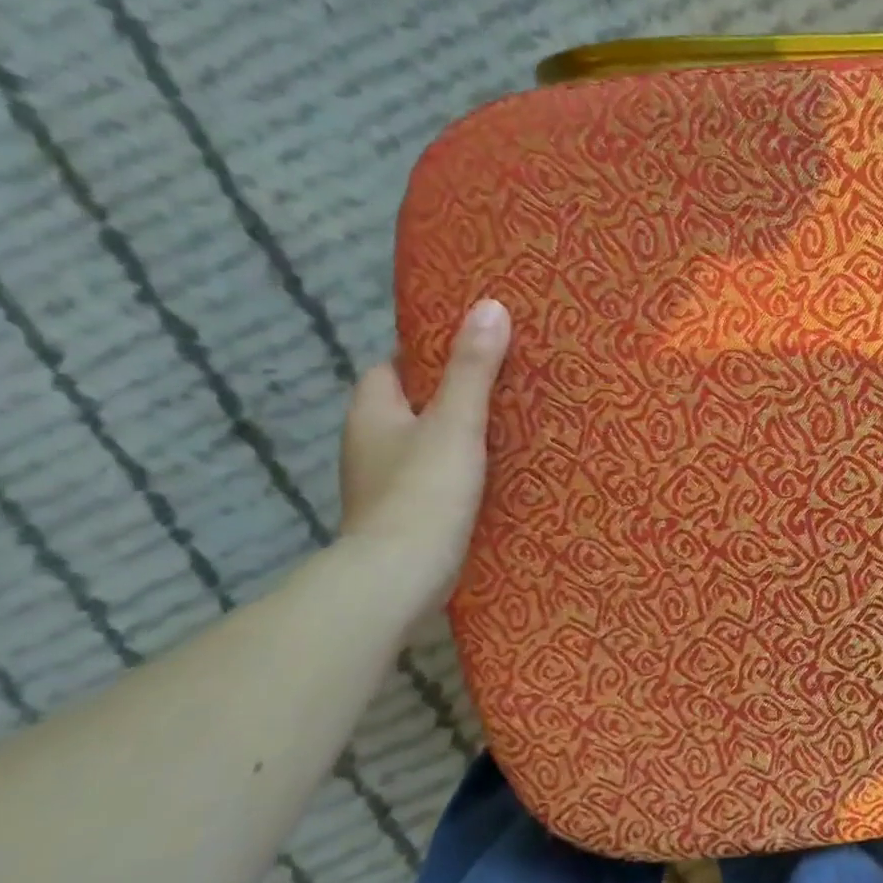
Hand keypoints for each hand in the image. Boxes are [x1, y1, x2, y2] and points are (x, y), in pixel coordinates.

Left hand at [338, 299, 510, 623]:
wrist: (400, 576)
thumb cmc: (423, 490)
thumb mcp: (456, 422)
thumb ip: (473, 368)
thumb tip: (490, 306)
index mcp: (372, 412)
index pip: (392, 368)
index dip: (428, 355)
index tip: (475, 350)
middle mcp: (370, 444)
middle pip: (413, 406)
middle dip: (452, 396)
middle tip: (507, 387)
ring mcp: (385, 484)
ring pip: (426, 444)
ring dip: (459, 437)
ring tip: (512, 427)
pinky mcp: (406, 516)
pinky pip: (436, 478)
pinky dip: (461, 471)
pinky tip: (498, 475)